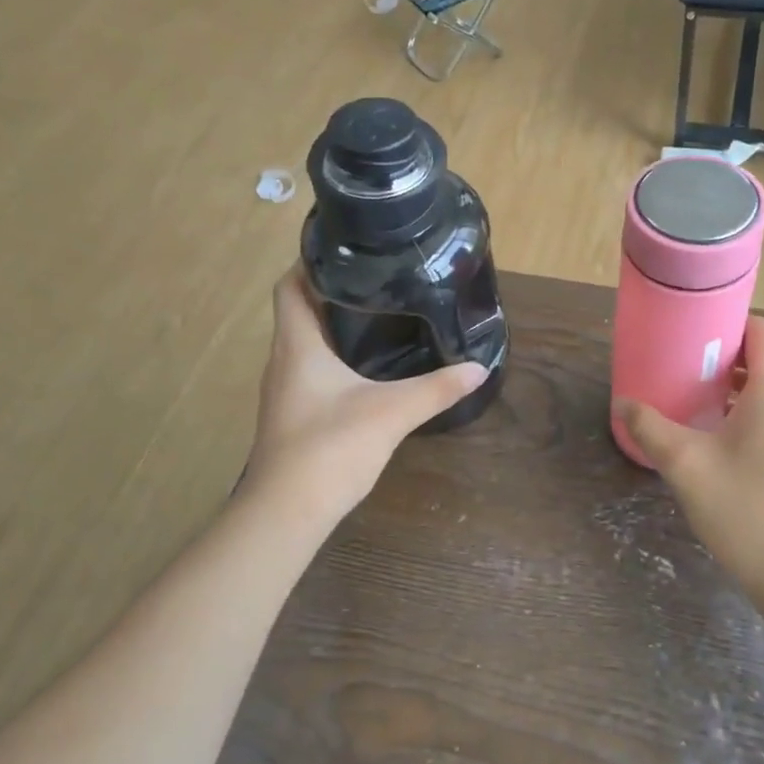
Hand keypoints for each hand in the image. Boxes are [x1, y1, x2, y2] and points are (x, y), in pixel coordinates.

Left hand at [242, 268, 486, 522]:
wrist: (287, 513)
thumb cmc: (330, 449)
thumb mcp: (391, 413)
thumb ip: (436, 389)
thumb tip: (478, 368)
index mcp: (297, 345)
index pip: (289, 285)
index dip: (311, 261)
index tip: (349, 249)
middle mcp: (284, 360)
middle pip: (300, 310)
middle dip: (334, 290)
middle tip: (380, 278)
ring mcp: (286, 390)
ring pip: (306, 343)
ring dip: (335, 325)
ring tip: (380, 313)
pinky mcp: (294, 415)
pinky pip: (312, 370)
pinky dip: (336, 358)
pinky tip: (369, 368)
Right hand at [617, 319, 763, 605]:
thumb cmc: (750, 513)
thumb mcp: (687, 467)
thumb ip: (651, 428)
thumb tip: (623, 403)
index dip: (732, 327)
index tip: (696, 345)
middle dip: (736, 360)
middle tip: (695, 378)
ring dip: (753, 390)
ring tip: (712, 413)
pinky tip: (741, 451)